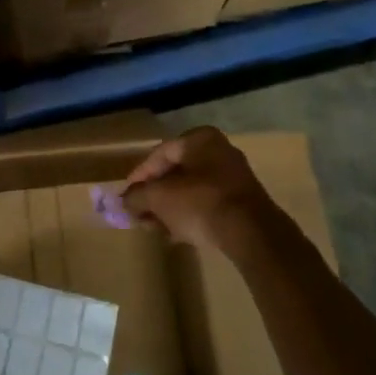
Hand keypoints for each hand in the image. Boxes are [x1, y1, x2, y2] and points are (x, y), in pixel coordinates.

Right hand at [108, 127, 282, 255]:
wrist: (251, 234)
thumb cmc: (199, 202)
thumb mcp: (158, 198)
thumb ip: (137, 197)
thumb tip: (124, 201)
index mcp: (200, 139)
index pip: (160, 153)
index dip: (139, 175)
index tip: (126, 194)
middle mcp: (219, 151)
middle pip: (176, 173)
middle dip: (154, 196)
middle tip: (138, 213)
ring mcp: (234, 178)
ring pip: (191, 191)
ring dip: (169, 209)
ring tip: (153, 228)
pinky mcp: (242, 203)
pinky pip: (207, 204)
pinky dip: (189, 216)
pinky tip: (175, 235)